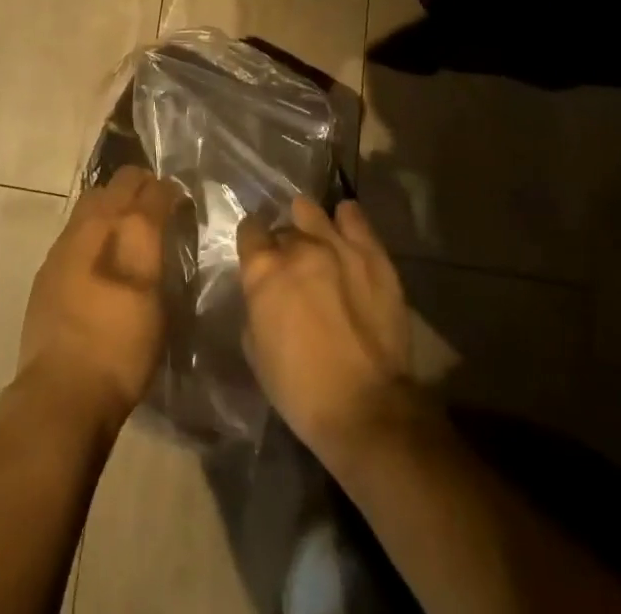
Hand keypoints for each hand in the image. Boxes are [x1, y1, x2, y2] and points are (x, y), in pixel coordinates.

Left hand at [15, 166, 181, 434]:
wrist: (61, 390)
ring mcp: (65, 241)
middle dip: (140, 185)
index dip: (170, 191)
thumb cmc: (122, 350)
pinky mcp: (48, 264)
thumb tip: (163, 232)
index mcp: (129, 230)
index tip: (181, 201)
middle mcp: (95, 223)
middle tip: (156, 203)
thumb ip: (160, 258)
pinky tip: (99, 251)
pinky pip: (75, 225)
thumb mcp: (159, 305)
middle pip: (119, 182)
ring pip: (93, 198)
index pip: (154, 189)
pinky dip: (92, 225)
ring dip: (113, 200)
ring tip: (127, 222)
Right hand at [238, 197, 414, 465]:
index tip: (259, 259)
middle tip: (293, 269)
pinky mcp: (371, 253)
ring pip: (311, 211)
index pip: (249, 230)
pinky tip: (345, 233)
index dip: (253, 245)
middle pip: (283, 227)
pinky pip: (352, 215)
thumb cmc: (301, 390)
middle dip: (284, 244)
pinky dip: (345, 221)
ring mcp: (336, 244)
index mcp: (263, 270)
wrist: (367, 409)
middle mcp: (296, 246)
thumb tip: (264, 292)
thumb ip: (256, 306)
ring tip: (317, 243)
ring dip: (309, 225)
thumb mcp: (255, 350)